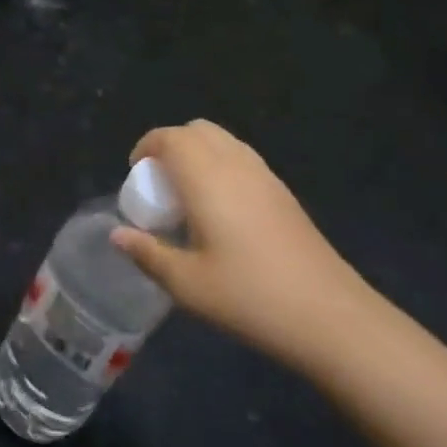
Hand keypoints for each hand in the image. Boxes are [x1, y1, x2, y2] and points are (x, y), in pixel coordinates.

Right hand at [110, 120, 377, 367]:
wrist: (329, 316)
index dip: (147, 146)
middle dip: (171, 145)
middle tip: (158, 184)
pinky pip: (243, 161)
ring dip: (198, 155)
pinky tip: (219, 212)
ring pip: (225, 142)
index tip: (135, 174)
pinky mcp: (284, 194)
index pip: (171, 138)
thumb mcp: (186, 284)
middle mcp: (236, 165)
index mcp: (207, 178)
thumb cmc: (248, 296)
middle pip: (199, 130)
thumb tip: (117, 235)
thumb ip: (147, 253)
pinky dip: (221, 168)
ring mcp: (266, 177)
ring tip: (186, 197)